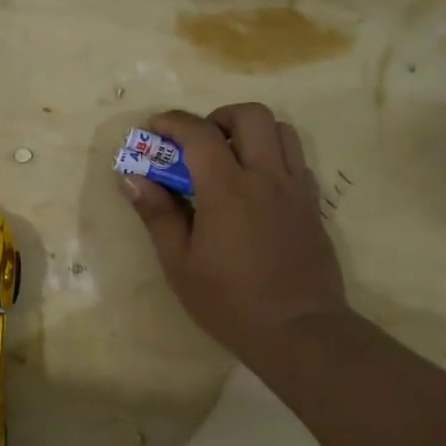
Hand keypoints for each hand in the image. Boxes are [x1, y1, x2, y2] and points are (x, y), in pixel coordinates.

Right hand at [121, 104, 350, 367]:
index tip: (154, 127)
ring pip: (282, 130)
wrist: (299, 331)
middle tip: (199, 143)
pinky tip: (256, 187)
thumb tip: (132, 178)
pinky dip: (273, 156)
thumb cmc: (230, 302)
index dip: (173, 122)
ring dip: (252, 132)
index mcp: (228, 189)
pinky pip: (296, 160)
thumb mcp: (180, 264)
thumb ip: (158, 215)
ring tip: (230, 159)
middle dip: (219, 117)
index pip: (199, 133)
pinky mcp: (313, 205)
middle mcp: (266, 177)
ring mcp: (295, 189)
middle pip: (252, 115)